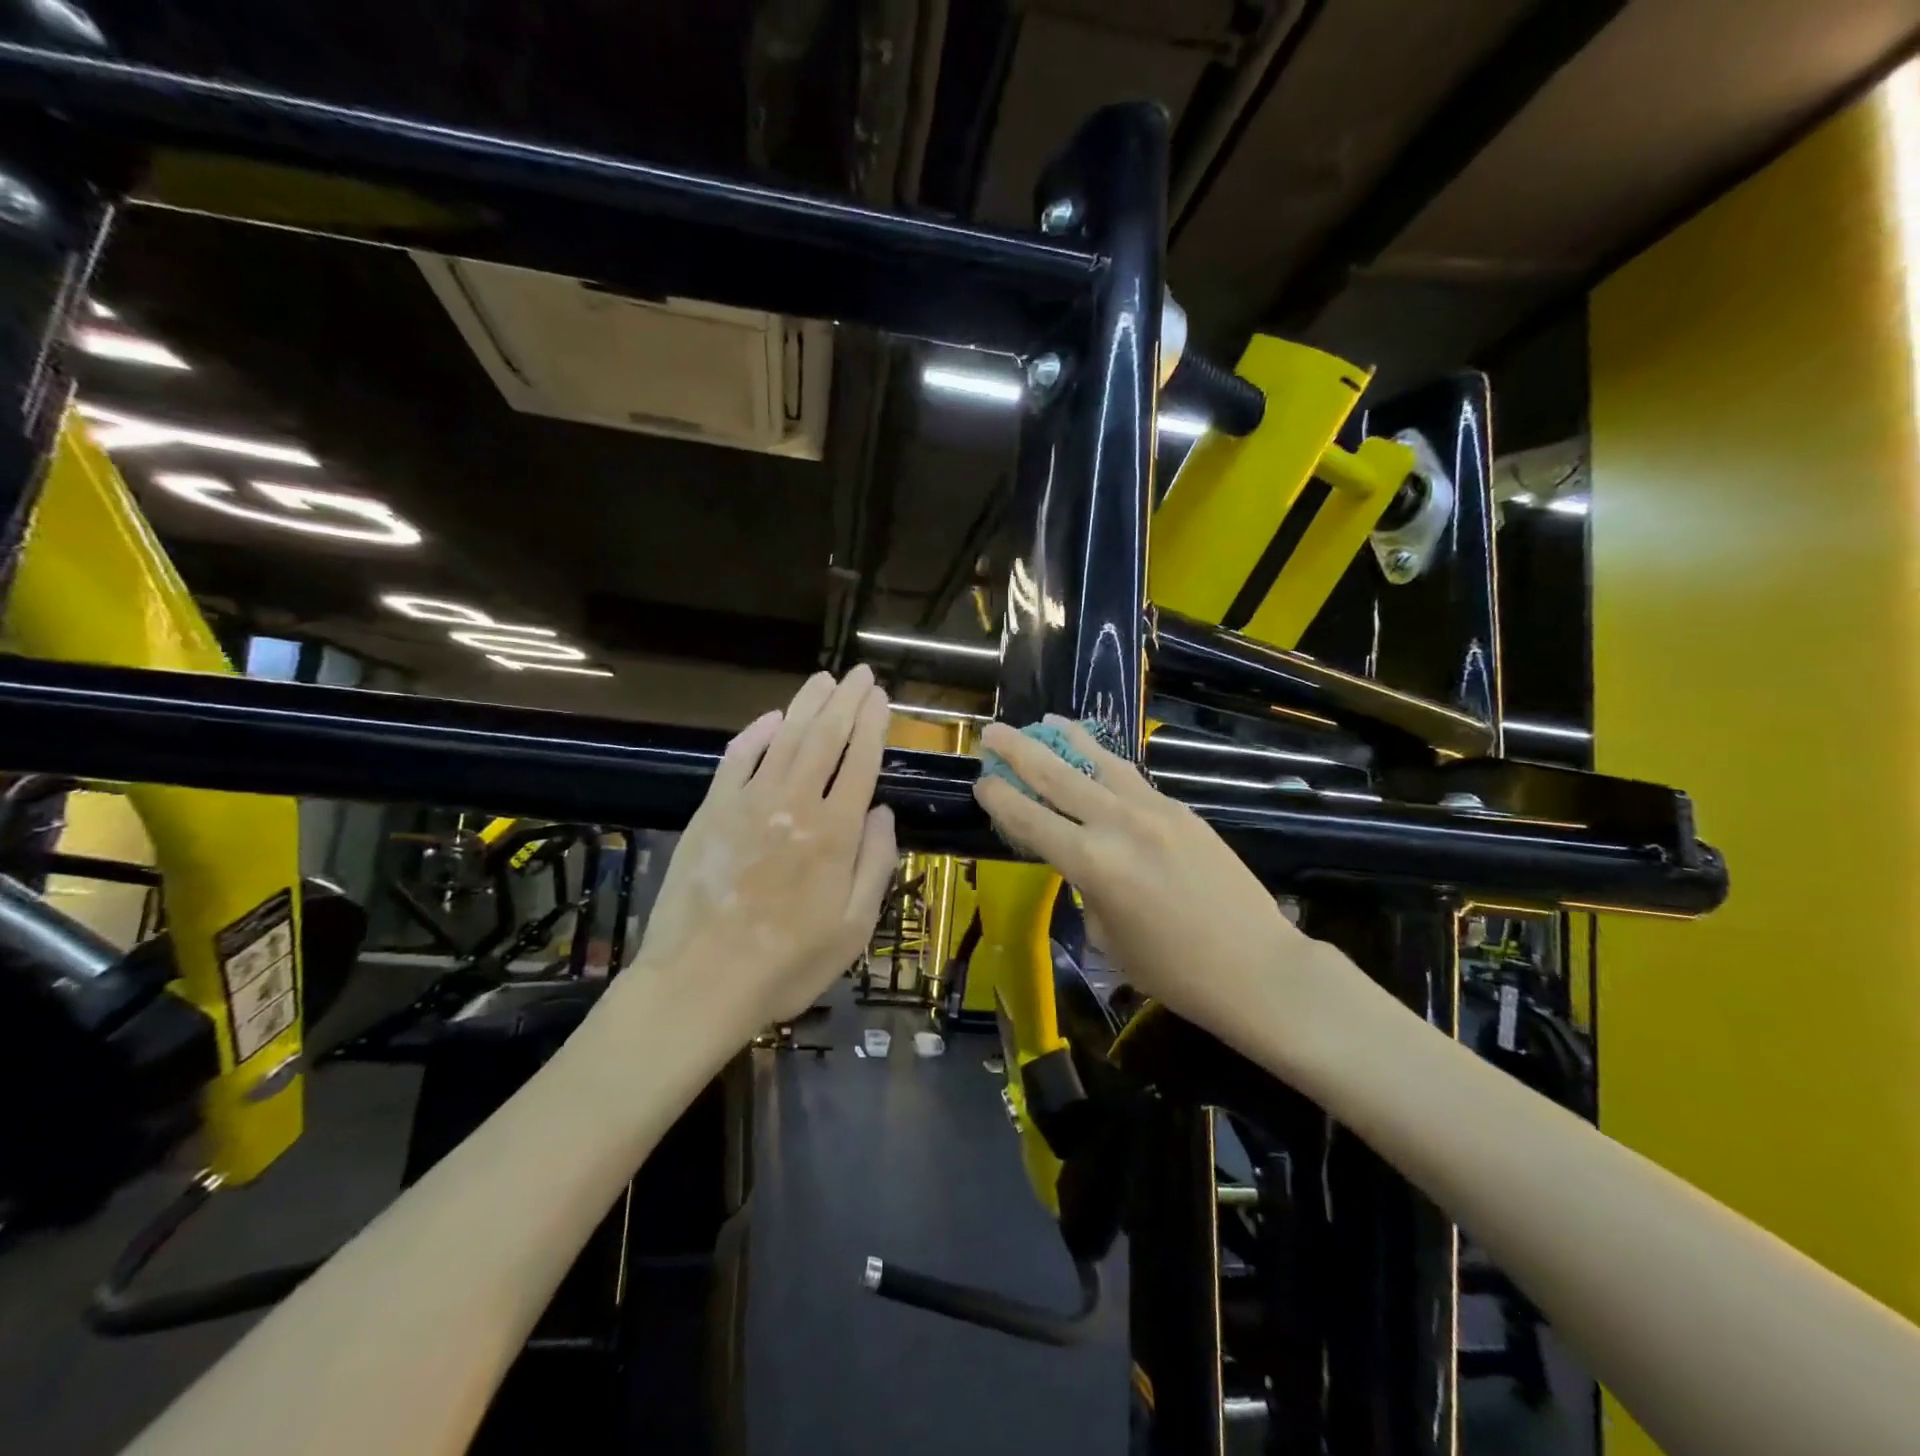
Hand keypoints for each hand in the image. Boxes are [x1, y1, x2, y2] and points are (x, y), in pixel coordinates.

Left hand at [634, 666, 897, 1032]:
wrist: (700, 982)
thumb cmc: (787, 964)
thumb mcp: (853, 928)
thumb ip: (875, 864)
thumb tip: (883, 812)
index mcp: (835, 833)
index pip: (861, 761)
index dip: (873, 725)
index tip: (882, 697)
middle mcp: (795, 805)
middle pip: (825, 738)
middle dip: (846, 701)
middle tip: (861, 674)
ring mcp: (748, 804)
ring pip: (784, 738)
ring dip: (806, 705)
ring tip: (824, 680)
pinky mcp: (711, 811)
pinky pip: (736, 760)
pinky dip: (755, 734)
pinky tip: (770, 718)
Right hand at [971, 716, 1357, 1062]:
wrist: (1255, 966)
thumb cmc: (1173, 970)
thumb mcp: (1109, 937)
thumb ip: (1088, 890)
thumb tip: (1087, 863)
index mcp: (1092, 863)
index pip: (1030, 819)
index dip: (1000, 798)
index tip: (981, 781)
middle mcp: (1118, 824)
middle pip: (1056, 775)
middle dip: (1018, 750)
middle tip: (994, 731)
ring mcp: (1154, 810)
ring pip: (1100, 762)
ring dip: (1068, 739)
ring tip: (1047, 720)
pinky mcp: (1182, 809)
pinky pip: (1133, 779)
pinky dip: (1107, 765)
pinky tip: (1099, 761)